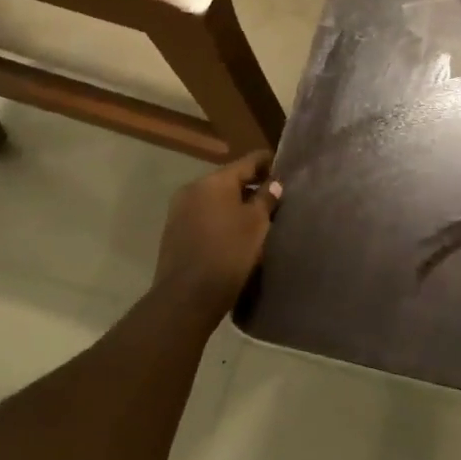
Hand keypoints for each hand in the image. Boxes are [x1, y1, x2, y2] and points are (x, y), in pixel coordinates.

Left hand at [153, 150, 281, 321]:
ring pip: (216, 199)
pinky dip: (221, 219)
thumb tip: (274, 183)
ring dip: (236, 204)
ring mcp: (179, 210)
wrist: (186, 298)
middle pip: (230, 180)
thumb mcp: (256, 224)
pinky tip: (235, 234)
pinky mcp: (174, 232)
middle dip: (252, 186)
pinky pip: (204, 215)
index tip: (286, 169)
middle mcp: (193, 188)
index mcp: (214, 181)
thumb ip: (266, 198)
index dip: (269, 163)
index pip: (248, 161)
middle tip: (276, 198)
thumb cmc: (228, 254)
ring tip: (258, 219)